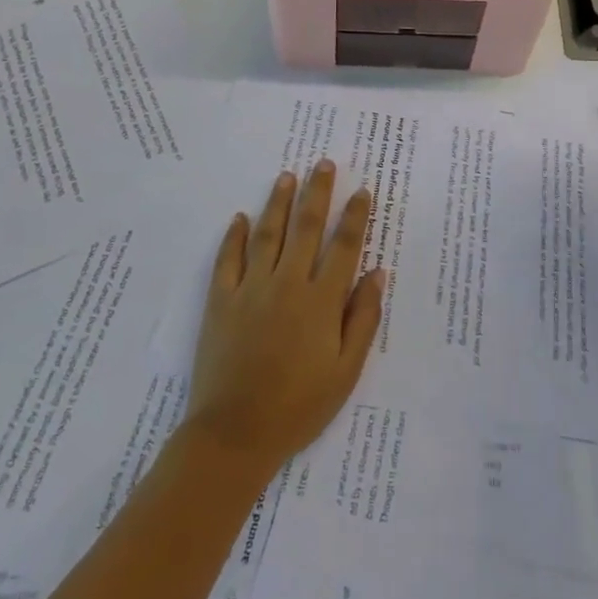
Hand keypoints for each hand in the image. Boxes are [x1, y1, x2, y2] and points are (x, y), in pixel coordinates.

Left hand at [185, 162, 385, 478]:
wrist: (235, 434)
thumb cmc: (299, 406)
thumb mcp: (346, 371)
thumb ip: (363, 319)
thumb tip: (377, 273)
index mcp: (321, 301)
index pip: (343, 246)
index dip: (355, 217)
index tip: (362, 191)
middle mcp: (287, 283)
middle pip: (306, 227)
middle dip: (318, 192)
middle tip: (323, 164)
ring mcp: (251, 289)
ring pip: (268, 234)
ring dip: (279, 202)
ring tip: (287, 176)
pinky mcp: (221, 301)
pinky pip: (228, 259)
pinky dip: (234, 236)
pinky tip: (240, 218)